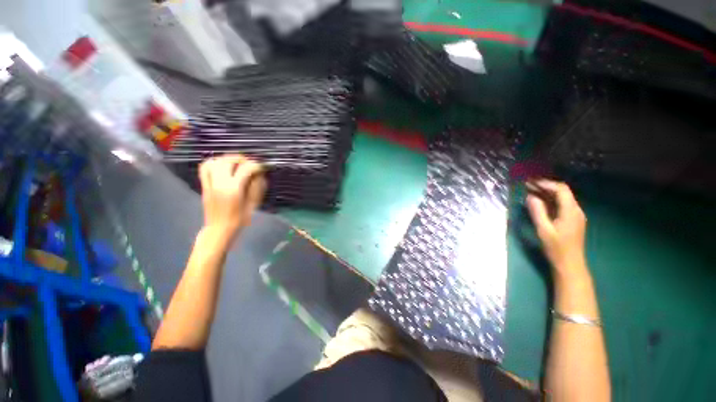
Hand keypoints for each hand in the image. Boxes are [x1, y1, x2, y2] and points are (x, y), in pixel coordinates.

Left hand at [198, 154, 265, 241]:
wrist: (219, 229)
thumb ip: (256, 187)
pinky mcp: (204, 185)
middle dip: (241, 159)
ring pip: (215, 161)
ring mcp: (210, 183)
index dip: (256, 166)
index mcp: (234, 189)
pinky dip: (213, 163)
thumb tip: (260, 175)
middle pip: (229, 161)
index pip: (246, 169)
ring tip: (237, 163)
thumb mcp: (253, 204)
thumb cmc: (240, 219)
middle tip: (250, 164)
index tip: (262, 167)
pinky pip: (205, 168)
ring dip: (227, 159)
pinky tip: (222, 166)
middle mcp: (220, 183)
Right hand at [526, 180, 587, 281]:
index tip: (530, 182)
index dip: (546, 184)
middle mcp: (576, 210)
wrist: (570, 264)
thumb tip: (530, 196)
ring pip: (562, 198)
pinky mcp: (572, 220)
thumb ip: (537, 211)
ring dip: (546, 193)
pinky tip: (539, 202)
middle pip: (562, 192)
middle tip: (527, 185)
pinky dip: (550, 201)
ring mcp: (575, 215)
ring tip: (530, 191)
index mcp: (570, 211)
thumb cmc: (556, 247)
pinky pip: (561, 205)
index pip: (561, 190)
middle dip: (545, 186)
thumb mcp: (543, 229)